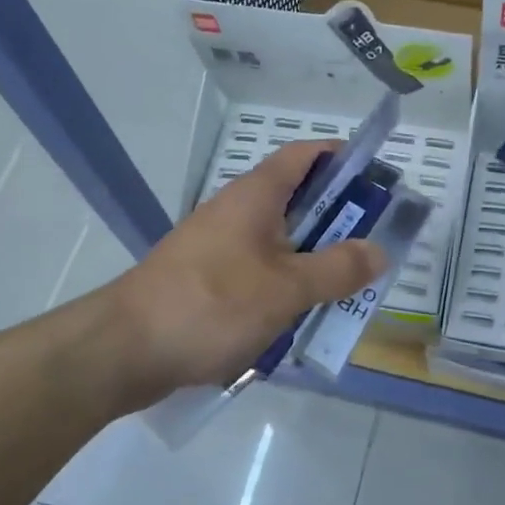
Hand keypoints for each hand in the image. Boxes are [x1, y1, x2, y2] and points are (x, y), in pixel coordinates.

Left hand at [107, 141, 387, 401]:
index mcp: (256, 196)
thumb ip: (338, 269)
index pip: (306, 155)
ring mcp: (219, 246)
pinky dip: (286, 285)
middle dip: (339, 220)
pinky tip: (302, 315)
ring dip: (314, 259)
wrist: (125, 349)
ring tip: (348, 287)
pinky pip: (259, 271)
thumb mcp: (286, 288)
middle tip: (375, 246)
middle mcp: (237, 211)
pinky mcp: (208, 279)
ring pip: (280, 241)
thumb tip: (379, 251)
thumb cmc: (211, 305)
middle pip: (298, 200)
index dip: (343, 159)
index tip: (379, 180)